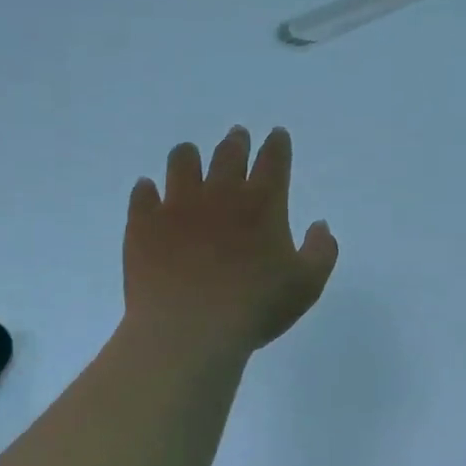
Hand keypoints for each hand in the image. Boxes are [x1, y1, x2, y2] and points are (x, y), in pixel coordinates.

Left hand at [124, 126, 337, 355]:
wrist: (188, 330)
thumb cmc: (256, 306)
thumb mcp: (307, 284)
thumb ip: (322, 250)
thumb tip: (320, 225)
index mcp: (263, 203)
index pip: (274, 160)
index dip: (277, 144)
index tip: (277, 135)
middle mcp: (221, 194)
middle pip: (229, 154)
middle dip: (237, 142)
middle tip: (238, 136)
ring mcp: (178, 206)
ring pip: (181, 162)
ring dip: (189, 156)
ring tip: (189, 155)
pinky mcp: (144, 224)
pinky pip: (143, 195)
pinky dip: (147, 191)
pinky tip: (149, 192)